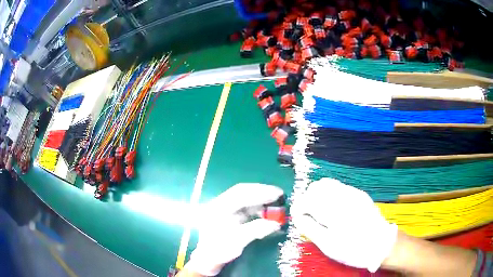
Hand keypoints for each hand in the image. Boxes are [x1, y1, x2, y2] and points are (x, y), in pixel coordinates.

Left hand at [184, 183, 284, 275]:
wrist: (209, 259)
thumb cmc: (219, 251)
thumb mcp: (237, 242)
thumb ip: (256, 230)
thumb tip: (276, 223)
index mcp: (218, 208)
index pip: (240, 194)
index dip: (260, 192)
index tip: (277, 193)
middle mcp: (220, 204)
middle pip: (242, 192)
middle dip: (261, 192)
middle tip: (280, 194)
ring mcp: (225, 209)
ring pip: (245, 198)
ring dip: (260, 199)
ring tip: (276, 201)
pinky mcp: (230, 214)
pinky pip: (246, 206)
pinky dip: (258, 207)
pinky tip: (266, 210)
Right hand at [290, 178, 397, 271]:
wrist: (381, 244)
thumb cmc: (353, 249)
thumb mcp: (328, 245)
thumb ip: (310, 228)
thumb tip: (298, 217)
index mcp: (333, 209)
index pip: (307, 199)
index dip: (299, 207)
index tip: (298, 217)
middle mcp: (343, 195)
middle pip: (317, 186)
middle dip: (308, 198)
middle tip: (307, 214)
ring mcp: (353, 193)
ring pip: (328, 184)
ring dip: (319, 195)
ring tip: (319, 211)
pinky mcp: (360, 194)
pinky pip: (339, 187)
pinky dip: (331, 194)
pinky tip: (333, 208)